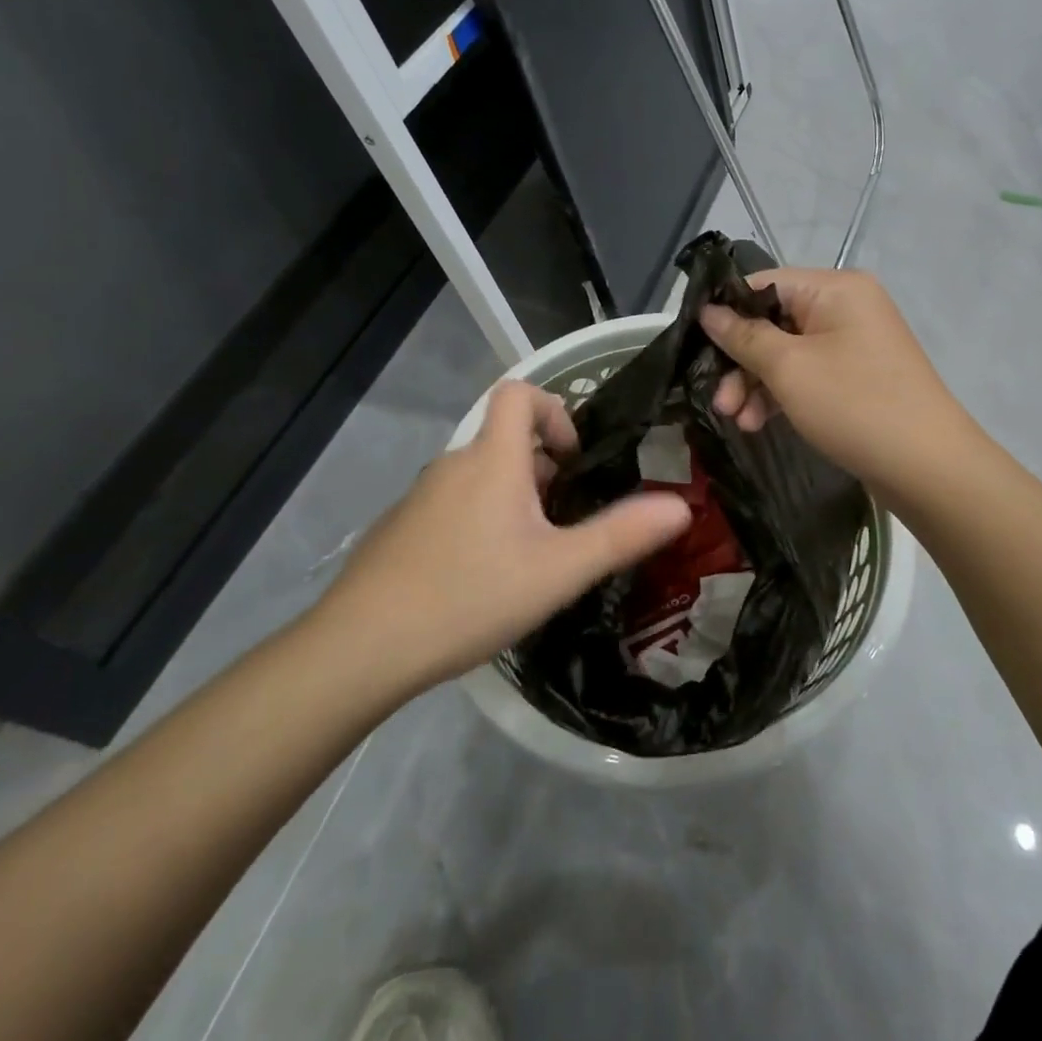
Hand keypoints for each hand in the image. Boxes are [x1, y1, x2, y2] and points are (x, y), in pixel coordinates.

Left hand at [305, 381, 690, 694]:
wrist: (360, 647)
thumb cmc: (470, 595)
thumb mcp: (560, 570)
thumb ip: (621, 535)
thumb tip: (681, 506)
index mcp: (492, 459)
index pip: (519, 393)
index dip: (553, 411)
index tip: (572, 462)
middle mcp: (454, 464)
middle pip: (505, 440)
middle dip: (542, 471)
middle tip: (563, 524)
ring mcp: (421, 497)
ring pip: (480, 477)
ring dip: (512, 500)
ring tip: (529, 558)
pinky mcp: (401, 529)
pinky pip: (452, 506)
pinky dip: (478, 522)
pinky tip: (481, 580)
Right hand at [700, 268, 974, 497]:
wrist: (929, 468)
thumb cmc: (855, 405)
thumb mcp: (789, 369)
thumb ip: (744, 336)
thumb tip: (708, 311)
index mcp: (835, 288)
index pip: (764, 284)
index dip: (726, 312)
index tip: (695, 345)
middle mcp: (847, 306)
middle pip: (774, 321)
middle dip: (740, 361)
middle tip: (718, 401)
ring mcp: (854, 343)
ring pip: (787, 352)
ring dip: (756, 384)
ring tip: (736, 420)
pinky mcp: (857, 376)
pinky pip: (808, 373)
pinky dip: (782, 394)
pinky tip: (759, 422)